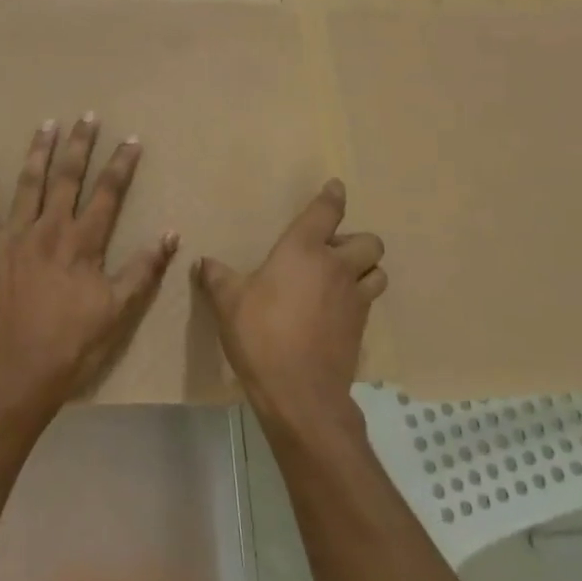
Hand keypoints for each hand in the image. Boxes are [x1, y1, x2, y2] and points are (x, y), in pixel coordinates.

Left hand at [0, 115, 178, 425]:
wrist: (11, 380)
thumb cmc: (69, 350)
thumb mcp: (116, 314)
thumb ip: (142, 271)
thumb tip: (170, 234)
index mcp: (82, 245)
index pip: (108, 194)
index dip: (121, 165)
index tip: (130, 140)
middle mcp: (47, 231)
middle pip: (66, 178)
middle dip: (79, 145)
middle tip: (87, 116)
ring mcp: (11, 238)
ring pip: (27, 184)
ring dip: (38, 152)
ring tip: (46, 124)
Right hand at [197, 179, 385, 438]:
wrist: (299, 392)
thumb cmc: (261, 335)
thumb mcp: (228, 303)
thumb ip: (217, 278)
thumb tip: (204, 262)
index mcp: (303, 250)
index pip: (326, 212)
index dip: (333, 197)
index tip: (336, 188)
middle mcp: (335, 267)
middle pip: (368, 242)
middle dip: (356, 241)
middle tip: (331, 252)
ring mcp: (354, 299)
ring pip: (377, 271)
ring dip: (365, 269)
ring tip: (342, 279)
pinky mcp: (361, 328)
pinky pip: (369, 301)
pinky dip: (359, 298)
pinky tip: (337, 311)